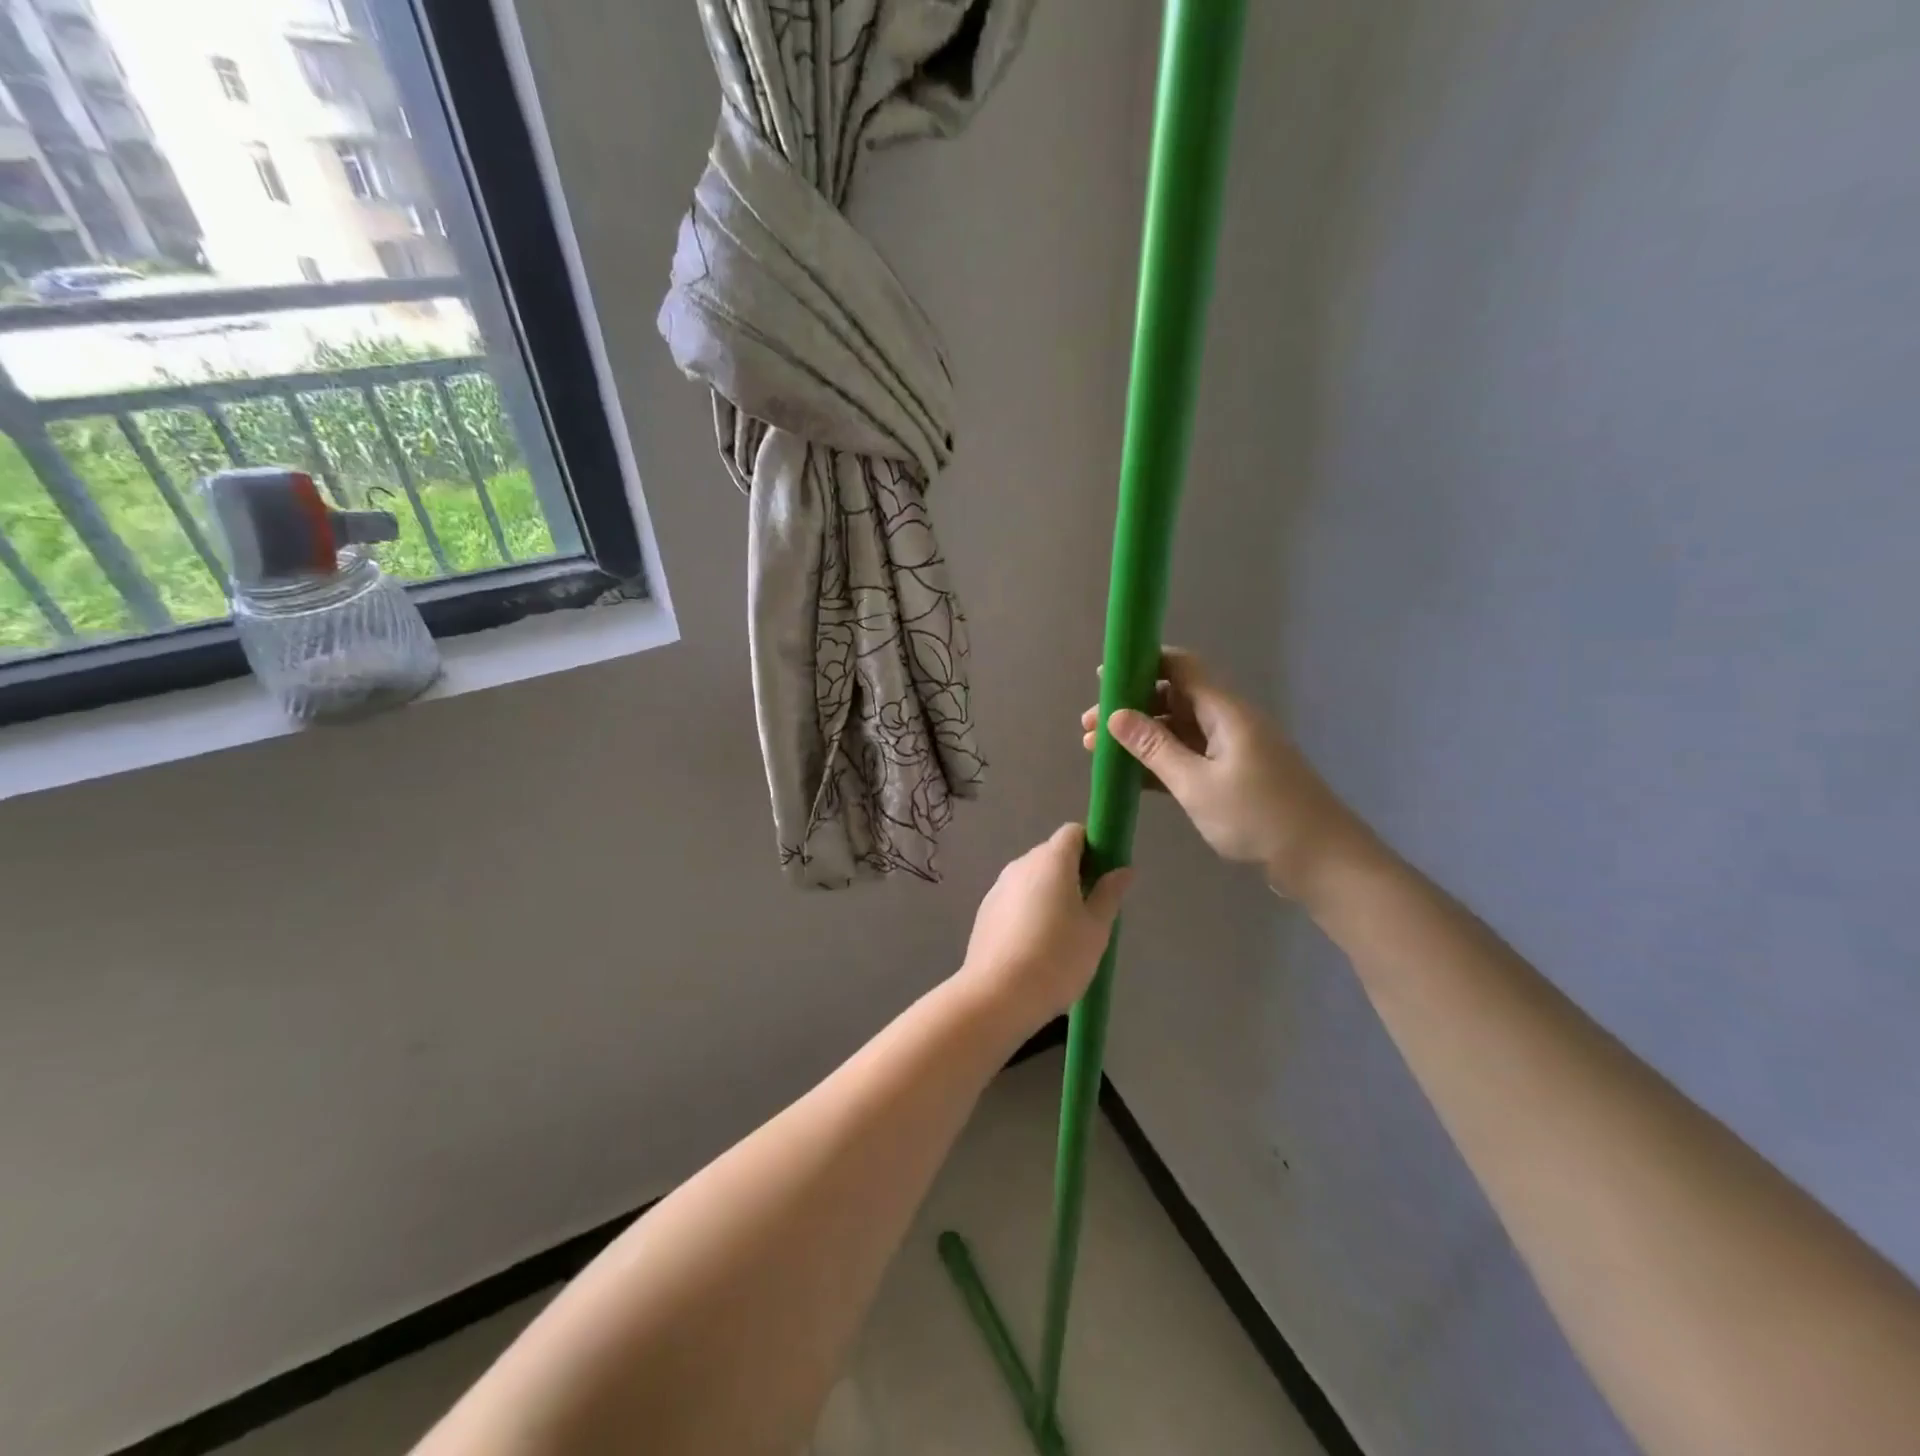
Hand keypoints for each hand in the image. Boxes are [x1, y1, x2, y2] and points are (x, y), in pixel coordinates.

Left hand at [958, 824, 1130, 1033]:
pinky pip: (1015, 899)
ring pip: (1032, 879)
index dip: (1092, 847)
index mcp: (1051, 861)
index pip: (1073, 833)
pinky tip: (1036, 947)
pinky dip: (1029, 911)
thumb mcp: (1096, 929)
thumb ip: (1109, 894)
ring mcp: (998, 887)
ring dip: (1050, 894)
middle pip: (1052, 855)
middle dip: (1073, 873)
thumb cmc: (1057, 958)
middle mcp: (1021, 864)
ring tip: (1063, 935)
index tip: (1104, 875)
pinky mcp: (985, 911)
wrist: (998, 995)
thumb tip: (1123, 869)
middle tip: (1090, 910)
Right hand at [1081, 649, 1370, 899]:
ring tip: (1096, 751)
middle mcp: (1227, 721)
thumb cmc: (1258, 816)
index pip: (1180, 667)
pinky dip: (1158, 760)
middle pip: (1172, 698)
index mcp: (1224, 711)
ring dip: (1139, 737)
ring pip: (1177, 730)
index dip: (1141, 664)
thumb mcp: (1196, 784)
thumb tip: (1116, 715)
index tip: (1103, 678)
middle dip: (1130, 707)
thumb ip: (1154, 748)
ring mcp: (1231, 749)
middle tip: (1089, 727)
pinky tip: (1129, 775)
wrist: (1320, 859)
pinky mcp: (1233, 775)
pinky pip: (1188, 756)